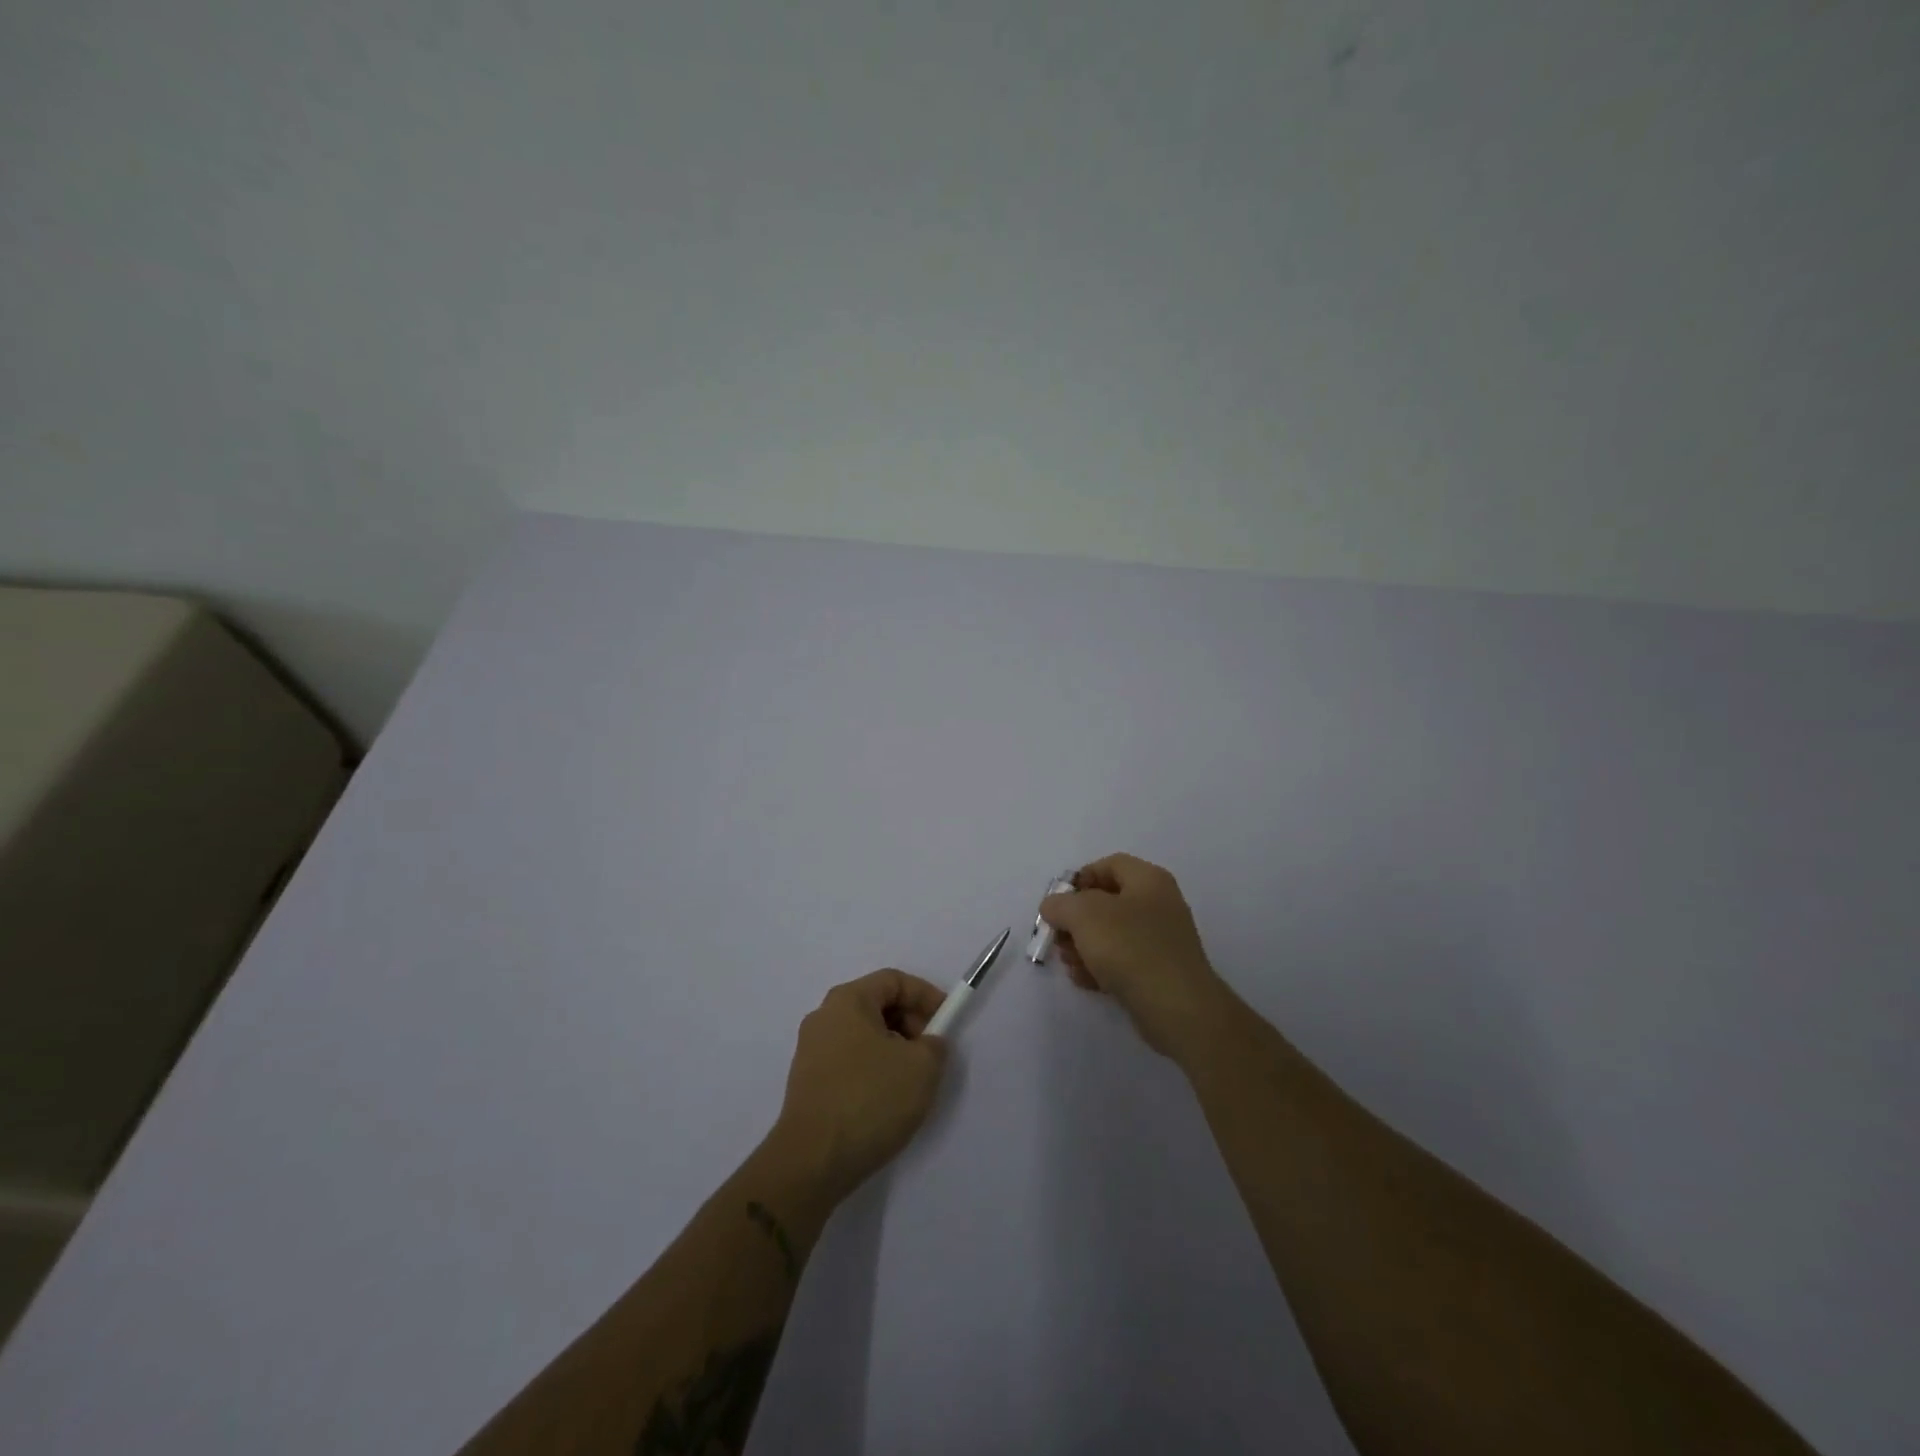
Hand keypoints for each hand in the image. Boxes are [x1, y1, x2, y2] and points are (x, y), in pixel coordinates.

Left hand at [769, 969, 949, 1203]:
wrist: (812, 1162)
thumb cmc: (869, 1099)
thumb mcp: (922, 1067)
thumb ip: (935, 1044)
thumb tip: (927, 1044)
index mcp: (847, 1000)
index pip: (893, 980)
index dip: (925, 995)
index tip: (946, 1022)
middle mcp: (824, 1017)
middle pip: (877, 1005)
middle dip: (910, 1023)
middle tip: (931, 1053)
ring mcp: (811, 1051)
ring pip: (864, 1035)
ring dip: (893, 1049)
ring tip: (912, 1081)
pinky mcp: (807, 1083)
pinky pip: (849, 1061)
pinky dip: (873, 1069)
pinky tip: (886, 1100)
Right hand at [1040, 853, 1233, 1060]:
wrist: (1177, 1008)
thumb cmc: (1130, 948)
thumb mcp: (1084, 915)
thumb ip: (1061, 904)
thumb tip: (1054, 906)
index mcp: (1148, 880)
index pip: (1109, 865)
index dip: (1080, 879)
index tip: (1059, 903)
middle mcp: (1158, 904)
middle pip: (1107, 902)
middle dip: (1076, 921)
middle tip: (1058, 939)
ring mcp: (1161, 940)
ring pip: (1111, 934)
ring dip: (1083, 947)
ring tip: (1070, 964)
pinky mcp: (1159, 972)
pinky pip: (1123, 961)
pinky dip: (1101, 968)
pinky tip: (1086, 982)